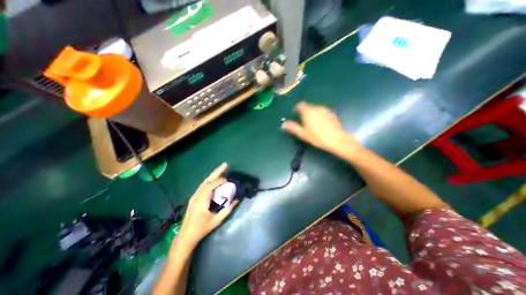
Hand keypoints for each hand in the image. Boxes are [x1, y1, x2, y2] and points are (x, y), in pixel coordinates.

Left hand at [178, 163, 237, 247]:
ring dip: (213, 175)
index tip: (228, 180)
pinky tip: (215, 179)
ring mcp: (194, 196)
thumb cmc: (202, 229)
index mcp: (201, 202)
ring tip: (222, 169)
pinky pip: (203, 186)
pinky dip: (210, 180)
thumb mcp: (216, 221)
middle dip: (216, 171)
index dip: (219, 181)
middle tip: (225, 164)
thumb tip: (237, 200)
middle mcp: (196, 196)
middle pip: (207, 180)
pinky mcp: (194, 197)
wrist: (185, 236)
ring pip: (204, 182)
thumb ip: (227, 210)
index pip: (210, 186)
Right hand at [284, 103, 361, 157]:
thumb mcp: (303, 134)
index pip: (300, 105)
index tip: (295, 115)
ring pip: (315, 109)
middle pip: (308, 107)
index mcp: (308, 111)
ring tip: (312, 124)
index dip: (296, 109)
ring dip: (312, 114)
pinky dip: (319, 116)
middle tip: (303, 123)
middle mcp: (317, 108)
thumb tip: (283, 124)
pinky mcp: (332, 114)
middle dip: (304, 112)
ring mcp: (326, 110)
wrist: (337, 140)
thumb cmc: (317, 137)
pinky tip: (321, 125)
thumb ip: (292, 127)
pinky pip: (322, 112)